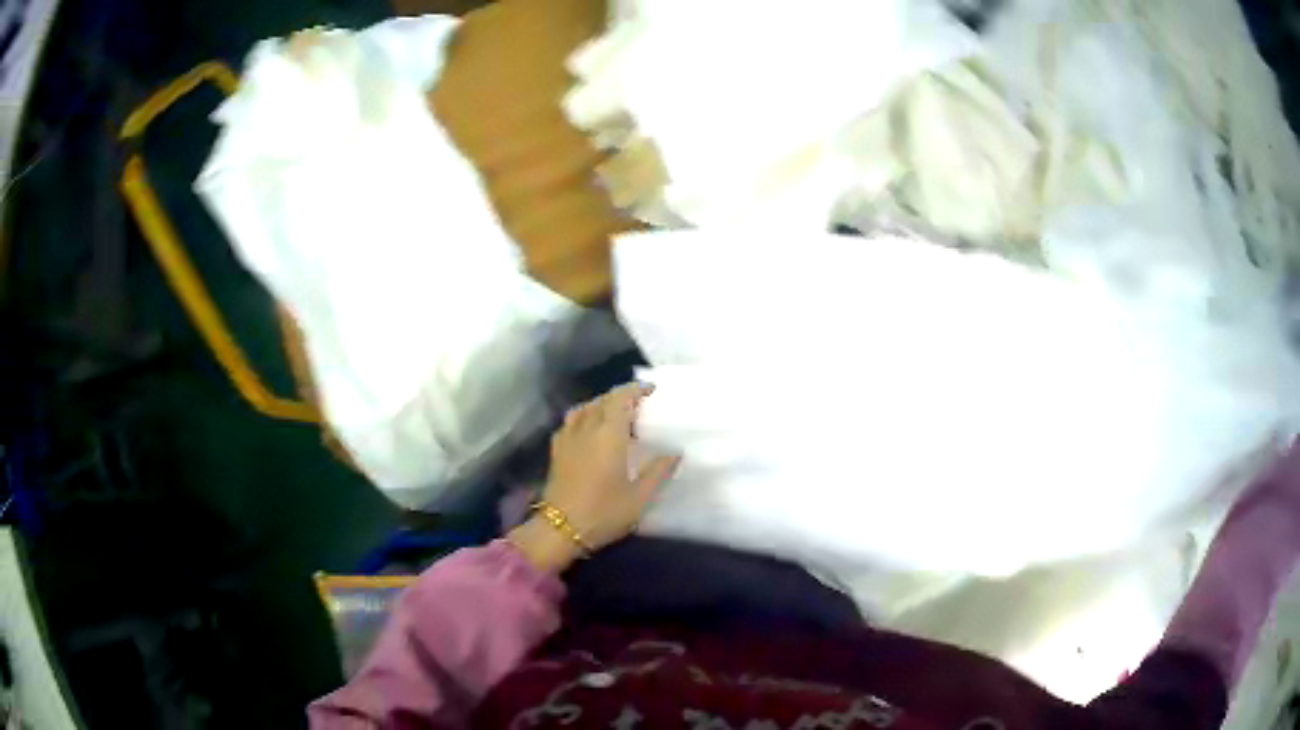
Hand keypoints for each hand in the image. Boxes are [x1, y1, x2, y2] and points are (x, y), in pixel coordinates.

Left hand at [509, 383, 680, 571]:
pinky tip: (589, 429)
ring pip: (584, 408)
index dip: (635, 390)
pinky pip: (571, 421)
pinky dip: (584, 416)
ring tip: (615, 413)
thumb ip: (659, 471)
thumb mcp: (640, 497)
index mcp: (609, 434)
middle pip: (603, 401)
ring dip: (601, 404)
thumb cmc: (604, 512)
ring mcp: (568, 438)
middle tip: (638, 403)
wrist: (560, 528)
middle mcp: (587, 429)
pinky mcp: (557, 450)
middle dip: (621, 397)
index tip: (651, 389)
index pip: (621, 399)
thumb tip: (675, 452)